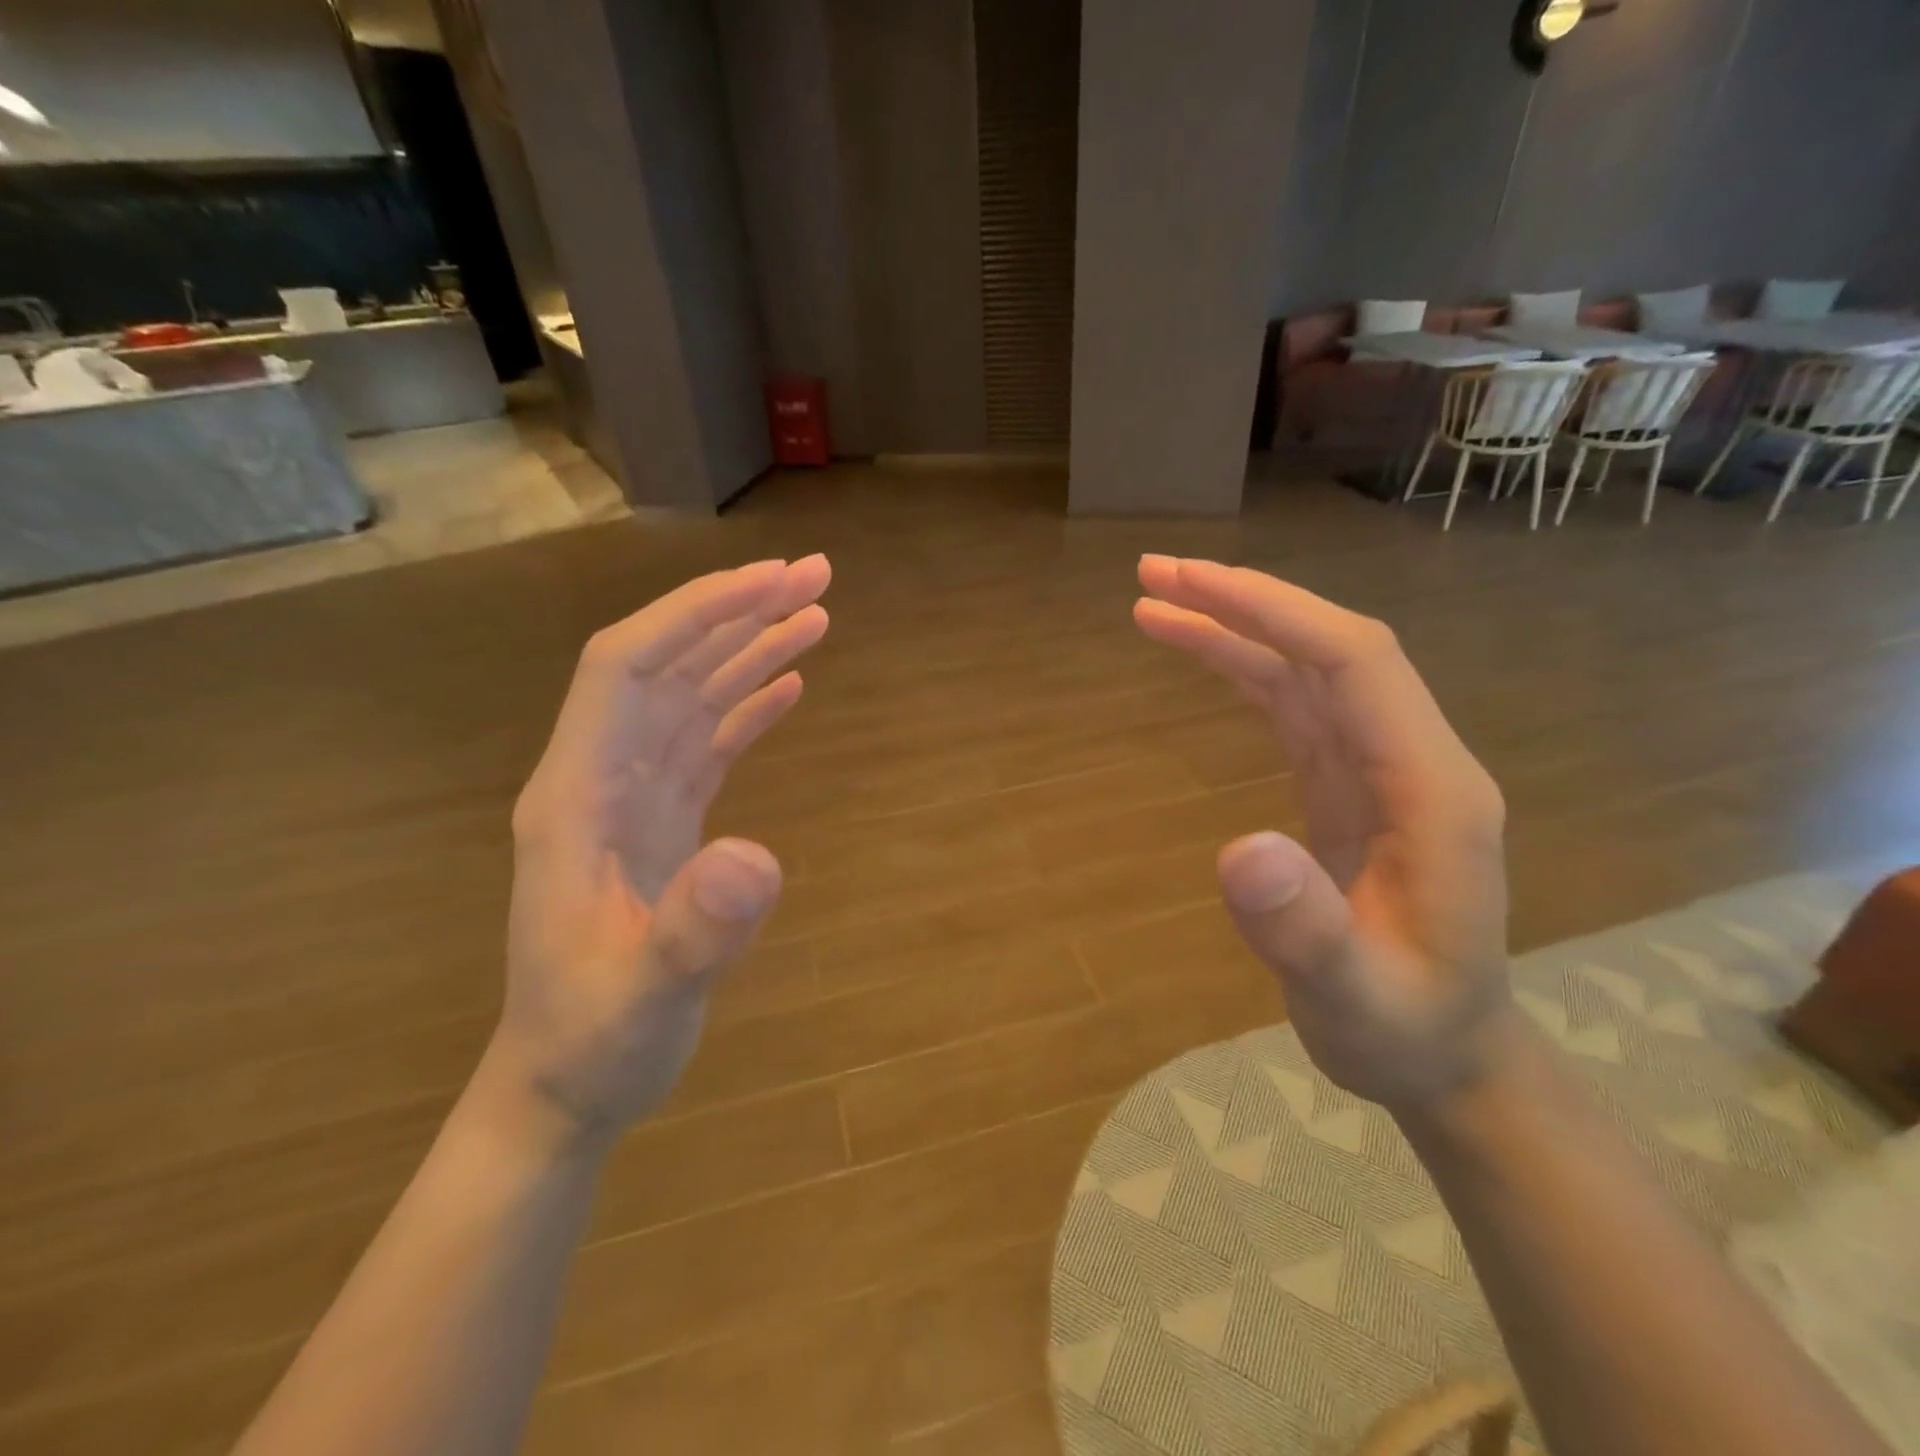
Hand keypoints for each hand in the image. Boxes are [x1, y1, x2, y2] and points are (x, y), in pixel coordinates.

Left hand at [487, 556, 830, 1139]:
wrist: (565, 1083)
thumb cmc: (593, 1041)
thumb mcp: (644, 997)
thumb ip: (693, 931)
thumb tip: (759, 857)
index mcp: (575, 796)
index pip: (625, 669)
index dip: (693, 615)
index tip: (768, 583)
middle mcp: (601, 777)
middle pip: (666, 665)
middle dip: (736, 612)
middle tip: (815, 577)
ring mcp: (632, 797)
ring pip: (690, 696)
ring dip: (749, 649)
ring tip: (816, 613)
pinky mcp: (662, 820)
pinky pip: (706, 741)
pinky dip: (747, 704)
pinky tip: (788, 684)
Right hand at [1134, 555, 1518, 1113]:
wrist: (1446, 1055)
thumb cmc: (1406, 1031)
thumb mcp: (1356, 998)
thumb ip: (1306, 930)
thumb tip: (1240, 851)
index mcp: (1432, 790)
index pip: (1356, 662)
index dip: (1275, 613)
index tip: (1190, 583)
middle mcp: (1411, 759)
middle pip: (1328, 648)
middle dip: (1243, 602)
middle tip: (1153, 575)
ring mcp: (1380, 768)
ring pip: (1305, 670)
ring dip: (1234, 628)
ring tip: (1153, 603)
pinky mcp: (1348, 784)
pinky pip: (1293, 706)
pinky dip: (1242, 670)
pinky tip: (1201, 655)